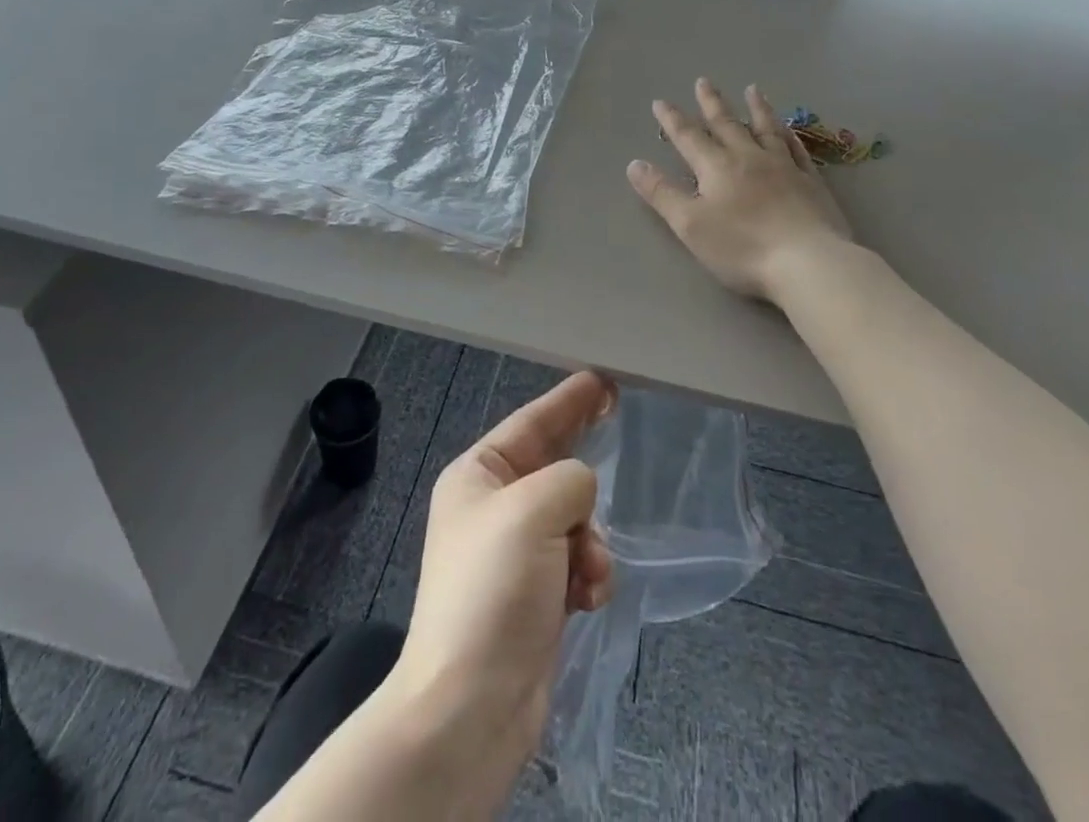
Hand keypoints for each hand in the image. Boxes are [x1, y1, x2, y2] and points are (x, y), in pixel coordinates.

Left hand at [387, 371, 617, 802]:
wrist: (470, 708)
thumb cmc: (492, 590)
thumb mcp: (530, 510)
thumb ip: (568, 480)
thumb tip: (580, 493)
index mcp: (478, 476)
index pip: (531, 423)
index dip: (567, 399)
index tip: (602, 379)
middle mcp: (494, 508)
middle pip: (552, 466)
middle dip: (583, 459)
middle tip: (618, 415)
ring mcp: (516, 553)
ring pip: (574, 517)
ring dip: (590, 538)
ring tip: (588, 568)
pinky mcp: (537, 595)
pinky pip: (578, 561)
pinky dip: (589, 573)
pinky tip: (588, 598)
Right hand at [628, 78, 854, 302]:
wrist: (808, 262)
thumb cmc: (742, 247)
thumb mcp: (690, 224)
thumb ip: (662, 193)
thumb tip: (635, 164)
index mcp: (717, 167)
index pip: (689, 137)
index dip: (672, 120)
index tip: (660, 101)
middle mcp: (749, 158)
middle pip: (727, 124)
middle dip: (711, 103)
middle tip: (704, 81)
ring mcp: (784, 167)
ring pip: (766, 129)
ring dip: (756, 108)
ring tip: (752, 90)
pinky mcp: (811, 182)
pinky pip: (797, 149)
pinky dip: (789, 135)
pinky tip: (788, 130)